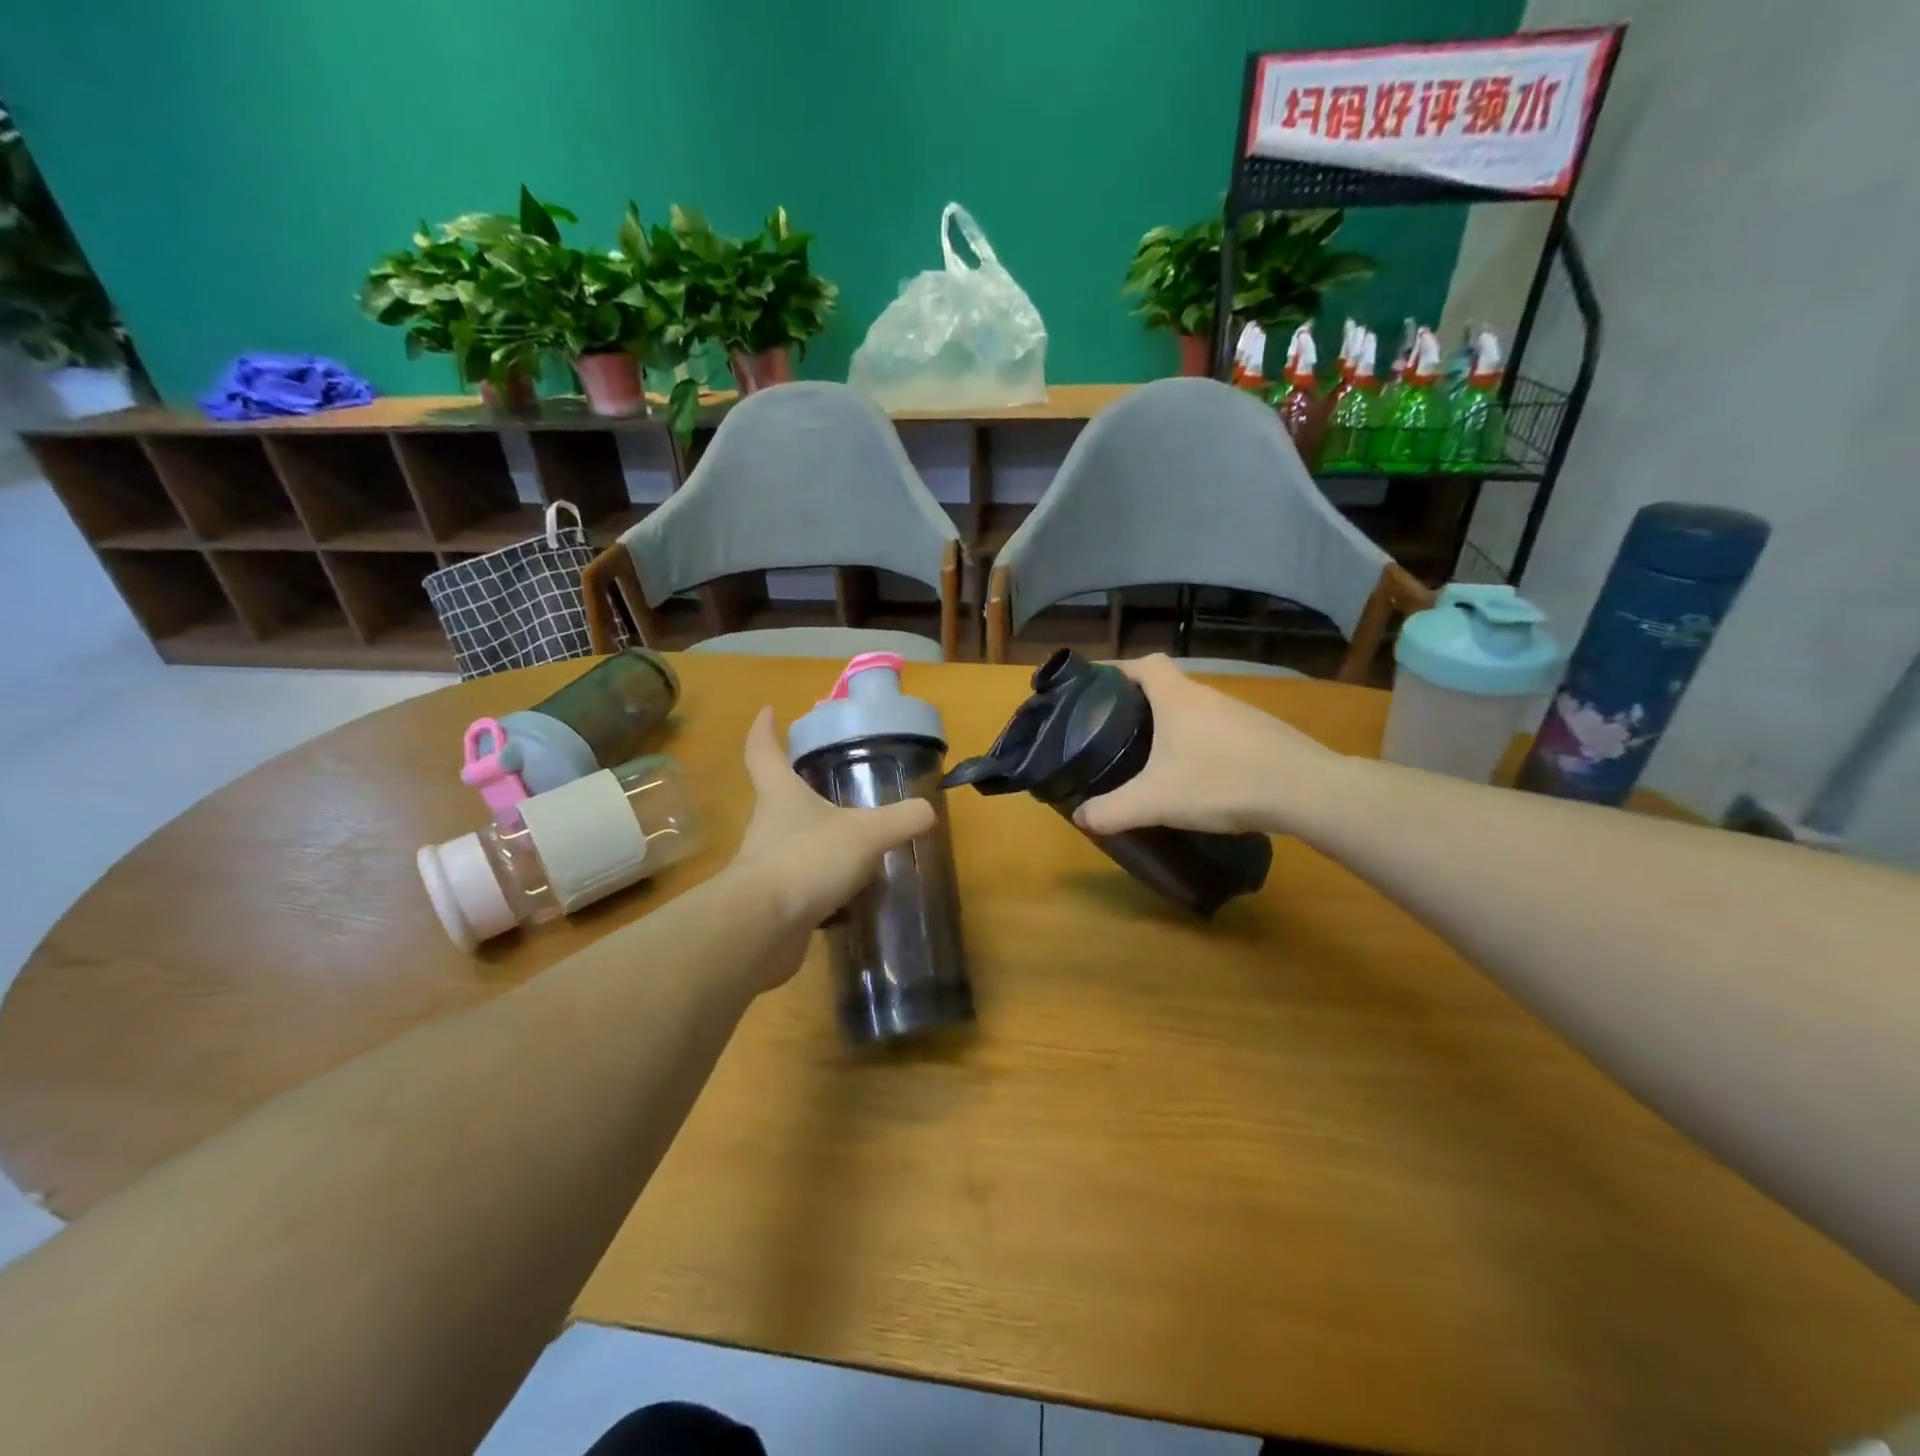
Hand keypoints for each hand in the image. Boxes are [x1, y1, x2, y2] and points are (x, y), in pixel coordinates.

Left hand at [729, 705, 935, 944]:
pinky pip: (801, 884)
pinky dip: (822, 884)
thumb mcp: (865, 834)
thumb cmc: (808, 860)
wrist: (762, 928)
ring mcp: (766, 865)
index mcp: (780, 795)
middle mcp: (767, 825)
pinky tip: (849, 893)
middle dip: (800, 789)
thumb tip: (927, 810)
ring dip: (816, 840)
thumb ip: (899, 819)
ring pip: (792, 843)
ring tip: (853, 844)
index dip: (764, 729)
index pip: (763, 751)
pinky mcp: (772, 902)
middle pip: (778, 797)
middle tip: (829, 784)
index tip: (769, 710)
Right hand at [1072, 655, 1337, 836]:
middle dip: (1142, 705)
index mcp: (1178, 698)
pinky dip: (1206, 744)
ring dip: (1176, 726)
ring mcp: (1242, 714)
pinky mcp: (1265, 735)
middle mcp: (1209, 696)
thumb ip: (1113, 810)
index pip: (1145, 663)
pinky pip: (1223, 731)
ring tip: (1157, 757)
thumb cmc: (1221, 782)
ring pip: (1198, 711)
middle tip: (1119, 733)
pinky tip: (1203, 775)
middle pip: (1169, 687)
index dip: (1120, 670)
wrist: (1306, 791)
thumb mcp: (1156, 801)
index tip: (1100, 690)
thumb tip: (1080, 818)